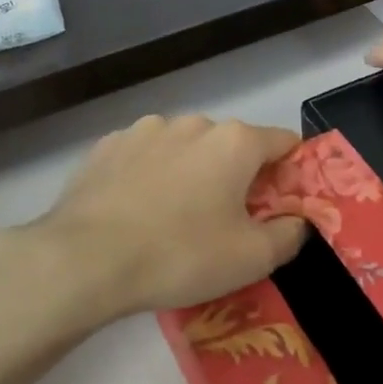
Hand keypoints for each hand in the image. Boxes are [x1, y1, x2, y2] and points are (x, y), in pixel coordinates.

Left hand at [39, 114, 309, 314]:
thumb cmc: (181, 255)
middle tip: (227, 222)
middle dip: (238, 177)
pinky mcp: (106, 147)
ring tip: (174, 219)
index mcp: (235, 141)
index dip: (290, 173)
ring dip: (192, 174)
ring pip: (185, 150)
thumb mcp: (252, 258)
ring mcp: (144, 130)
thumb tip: (298, 221)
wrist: (85, 260)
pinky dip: (151, 177)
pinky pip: (145, 158)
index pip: (283, 143)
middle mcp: (192, 123)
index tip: (282, 205)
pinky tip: (137, 213)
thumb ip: (290, 235)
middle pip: (232, 146)